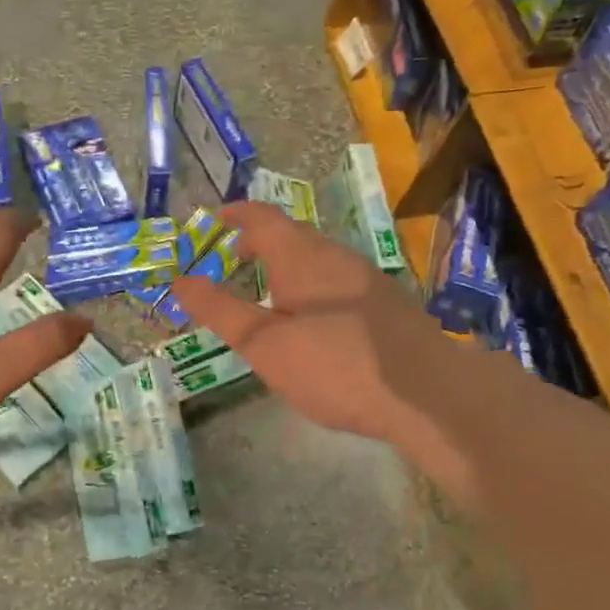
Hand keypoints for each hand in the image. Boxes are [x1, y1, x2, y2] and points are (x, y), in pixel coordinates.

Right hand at [170, 203, 451, 444]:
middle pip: (291, 235)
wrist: (430, 394)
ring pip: (316, 259)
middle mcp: (337, 256)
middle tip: (232, 259)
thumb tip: (179, 281)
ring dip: (285, 265)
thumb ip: (221, 311)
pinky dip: (309, 285)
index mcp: (302, 256)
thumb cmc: (337, 365)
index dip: (234, 215)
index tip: (212, 220)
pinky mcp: (387, 305)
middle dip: (258, 242)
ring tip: (265, 291)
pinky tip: (311, 320)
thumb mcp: (265, 345)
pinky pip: (336, 280)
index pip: (261, 217)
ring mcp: (367, 279)